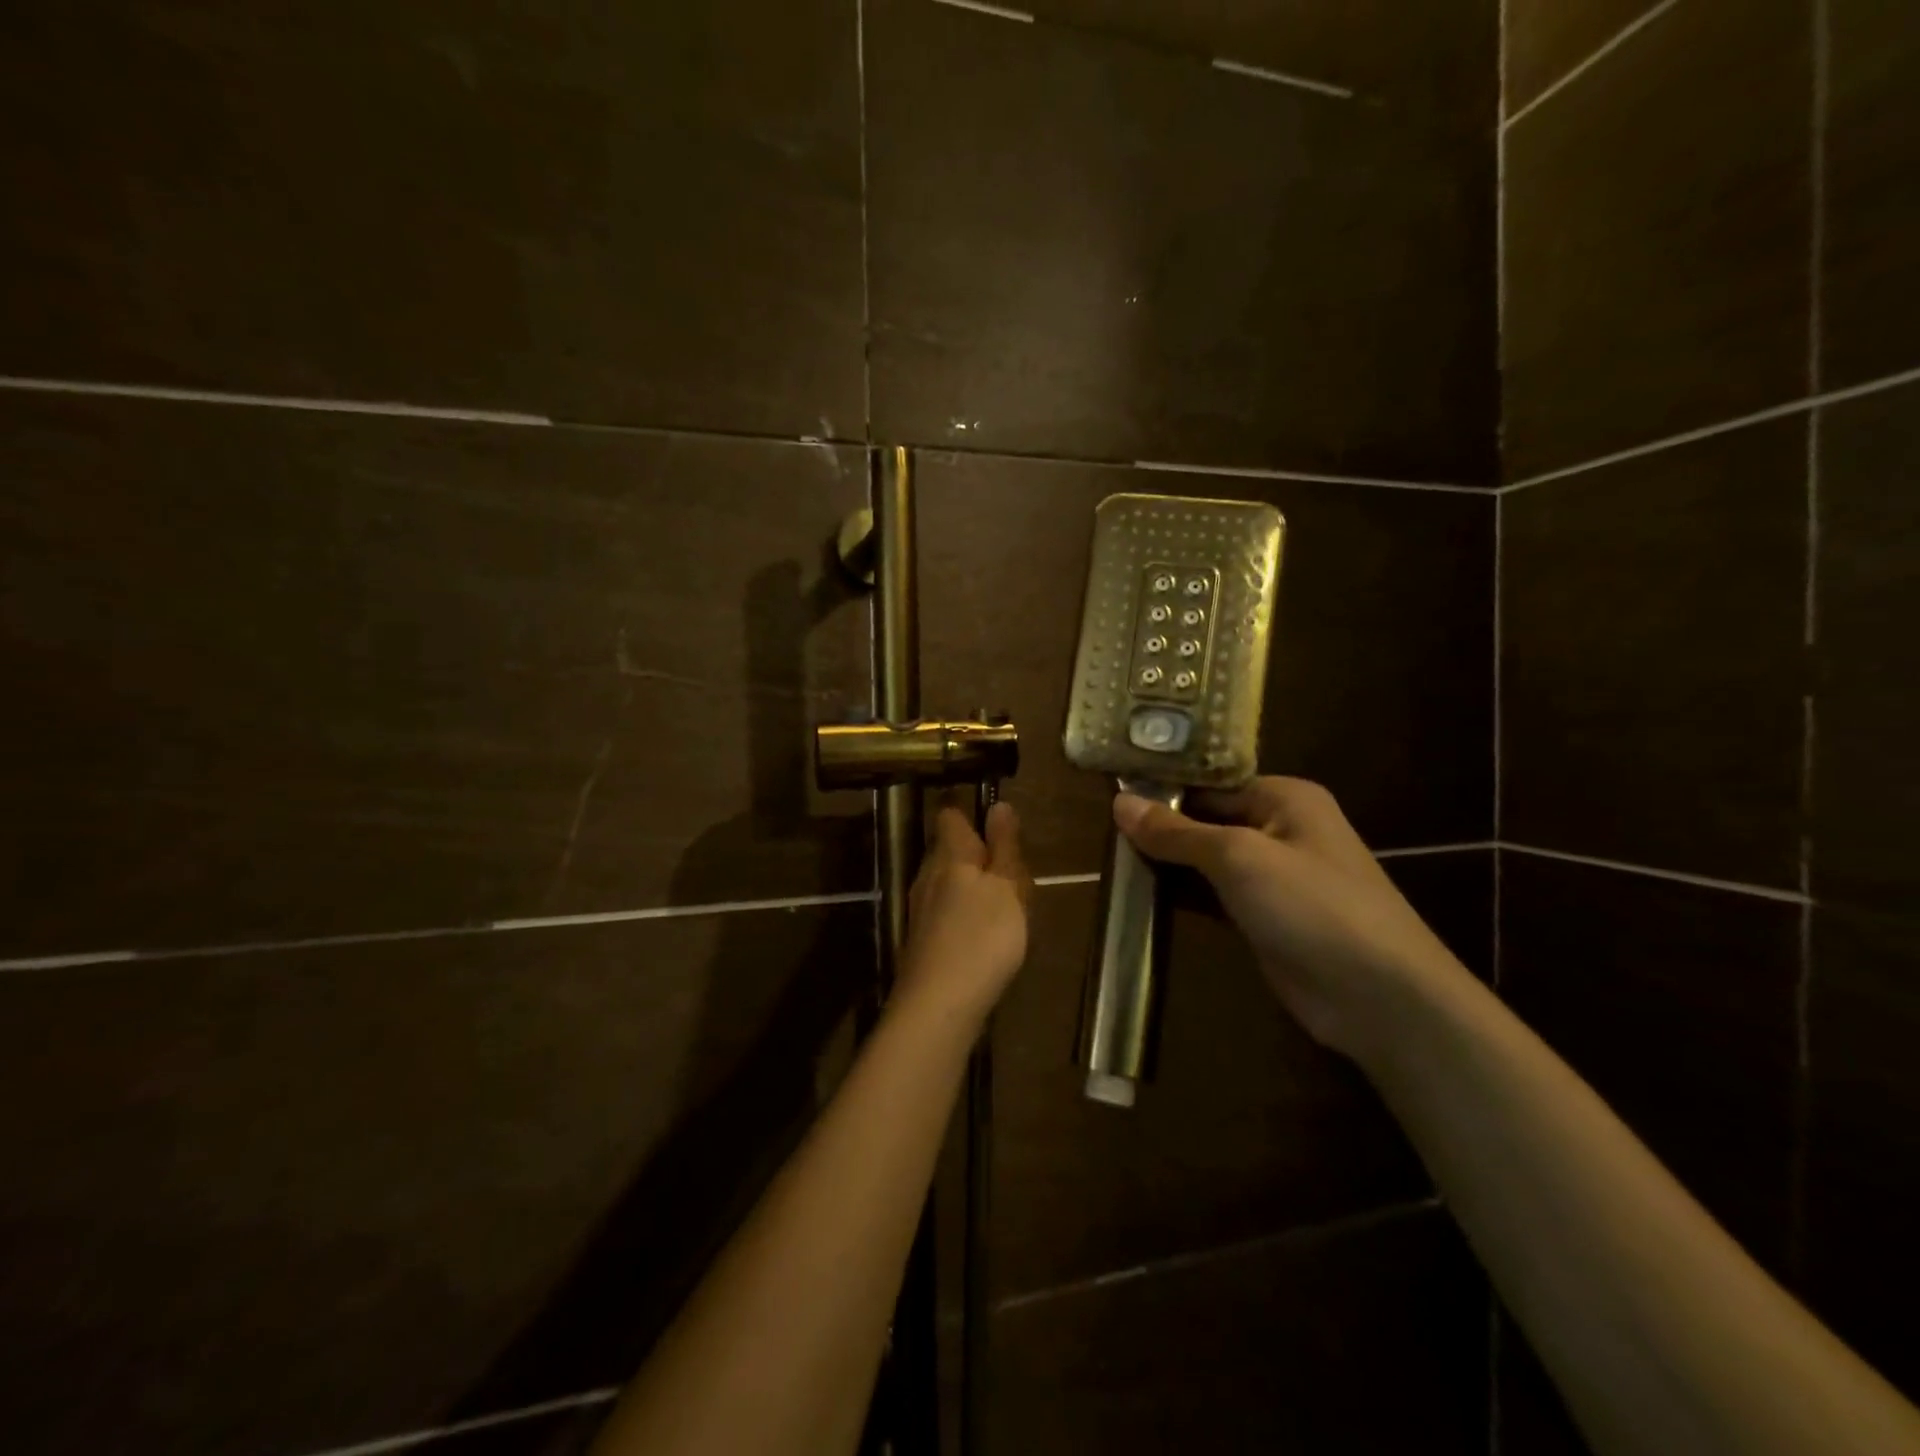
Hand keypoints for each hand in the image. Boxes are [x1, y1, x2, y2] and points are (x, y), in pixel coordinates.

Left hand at [896, 800, 1031, 1029]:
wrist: (939, 1005)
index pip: (950, 815)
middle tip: (1017, 875)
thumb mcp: (1006, 886)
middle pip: (950, 850)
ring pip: (949, 883)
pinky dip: (968, 915)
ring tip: (1009, 909)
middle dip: (980, 855)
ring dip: (976, 888)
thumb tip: (998, 804)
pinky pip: (948, 912)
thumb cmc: (981, 937)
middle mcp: (928, 874)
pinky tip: (987, 938)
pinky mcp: (923, 939)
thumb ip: (1004, 846)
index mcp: (949, 854)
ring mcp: (921, 909)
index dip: (970, 812)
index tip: (997, 823)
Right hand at [1114, 777, 1466, 1056]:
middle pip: (1205, 818)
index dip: (1162, 787)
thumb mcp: (1239, 858)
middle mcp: (1278, 828)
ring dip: (1167, 861)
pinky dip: (1182, 893)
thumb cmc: (1312, 907)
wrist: (1380, 999)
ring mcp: (1272, 876)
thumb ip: (1177, 832)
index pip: (1209, 781)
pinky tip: (1141, 894)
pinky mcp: (1263, 917)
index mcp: (1282, 798)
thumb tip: (1120, 802)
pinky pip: (1213, 894)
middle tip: (1101, 829)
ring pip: (1206, 858)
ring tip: (1110, 858)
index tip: (1109, 792)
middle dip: (1159, 826)